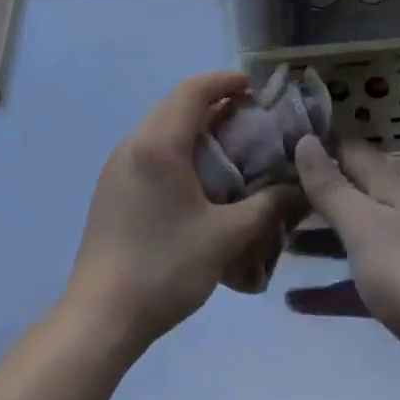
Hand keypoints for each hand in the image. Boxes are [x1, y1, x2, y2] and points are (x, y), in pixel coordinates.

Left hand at [65, 71, 299, 351]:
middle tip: (249, 117)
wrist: (99, 317)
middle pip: (175, 104)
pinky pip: (148, 149)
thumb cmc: (164, 268)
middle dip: (213, 102)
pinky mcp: (110, 188)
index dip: (224, 81)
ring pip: (160, 126)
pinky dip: (177, 147)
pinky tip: (197, 178)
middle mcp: (133, 144)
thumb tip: (300, 189)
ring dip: (194, 126)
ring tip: (228, 145)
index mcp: (158, 144)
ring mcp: (116, 166)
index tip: (253, 87)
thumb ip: (267, 207)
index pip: (193, 90)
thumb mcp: (225, 237)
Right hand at [291, 136, 399, 357]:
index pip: (350, 151)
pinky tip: (294, 301)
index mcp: (389, 190)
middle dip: (309, 193)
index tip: (276, 144)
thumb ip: (331, 186)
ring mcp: (396, 257)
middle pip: (347, 194)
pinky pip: (352, 284)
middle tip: (265, 194)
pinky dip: (325, 289)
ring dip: (314, 239)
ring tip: (273, 240)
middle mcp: (394, 216)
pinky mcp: (395, 296)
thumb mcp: (361, 225)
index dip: (317, 144)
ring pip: (348, 238)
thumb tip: (305, 139)